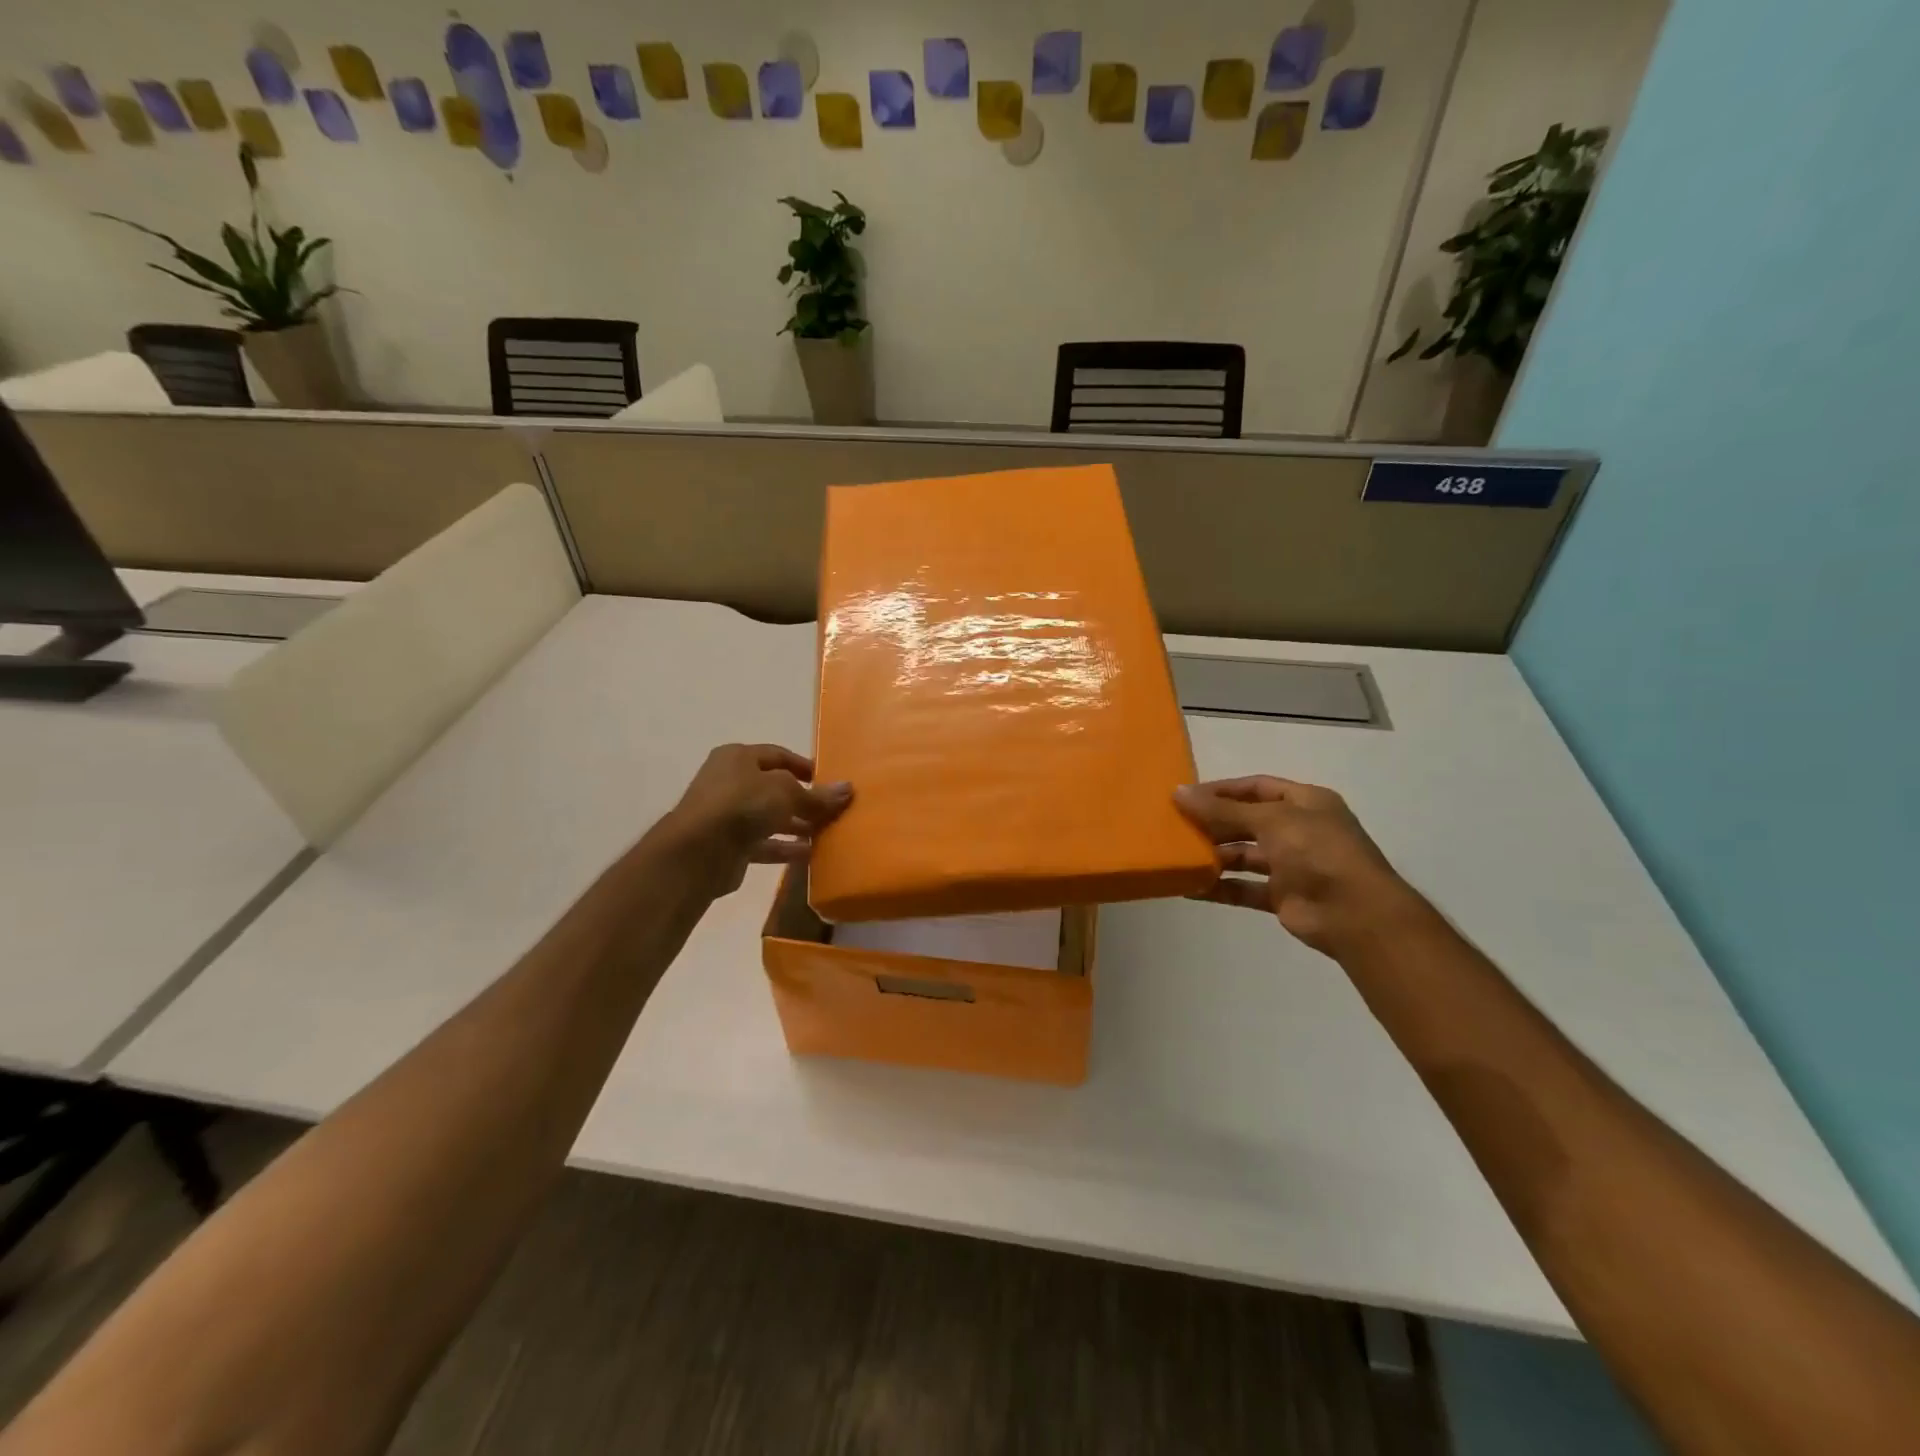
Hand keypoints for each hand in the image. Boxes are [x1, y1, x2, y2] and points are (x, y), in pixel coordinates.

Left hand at [655, 744, 851, 896]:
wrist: (699, 851)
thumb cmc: (743, 804)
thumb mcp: (786, 792)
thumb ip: (817, 795)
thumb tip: (848, 789)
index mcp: (738, 757)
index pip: (778, 755)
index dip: (804, 766)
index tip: (830, 780)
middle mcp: (730, 782)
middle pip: (774, 788)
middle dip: (804, 799)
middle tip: (832, 810)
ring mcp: (728, 815)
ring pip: (770, 817)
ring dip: (797, 825)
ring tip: (826, 833)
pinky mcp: (729, 845)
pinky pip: (763, 843)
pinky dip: (784, 848)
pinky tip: (810, 854)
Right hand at [1175, 776, 1424, 956]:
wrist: (1355, 915)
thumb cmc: (1317, 852)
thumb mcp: (1270, 820)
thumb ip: (1223, 810)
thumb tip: (1179, 793)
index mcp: (1304, 802)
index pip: (1256, 787)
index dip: (1222, 790)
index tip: (1185, 796)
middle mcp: (1298, 830)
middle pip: (1246, 821)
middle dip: (1213, 823)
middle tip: (1174, 826)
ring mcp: (1291, 865)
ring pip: (1243, 855)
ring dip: (1213, 856)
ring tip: (1178, 857)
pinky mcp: (1283, 896)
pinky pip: (1244, 888)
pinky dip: (1219, 888)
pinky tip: (1189, 888)